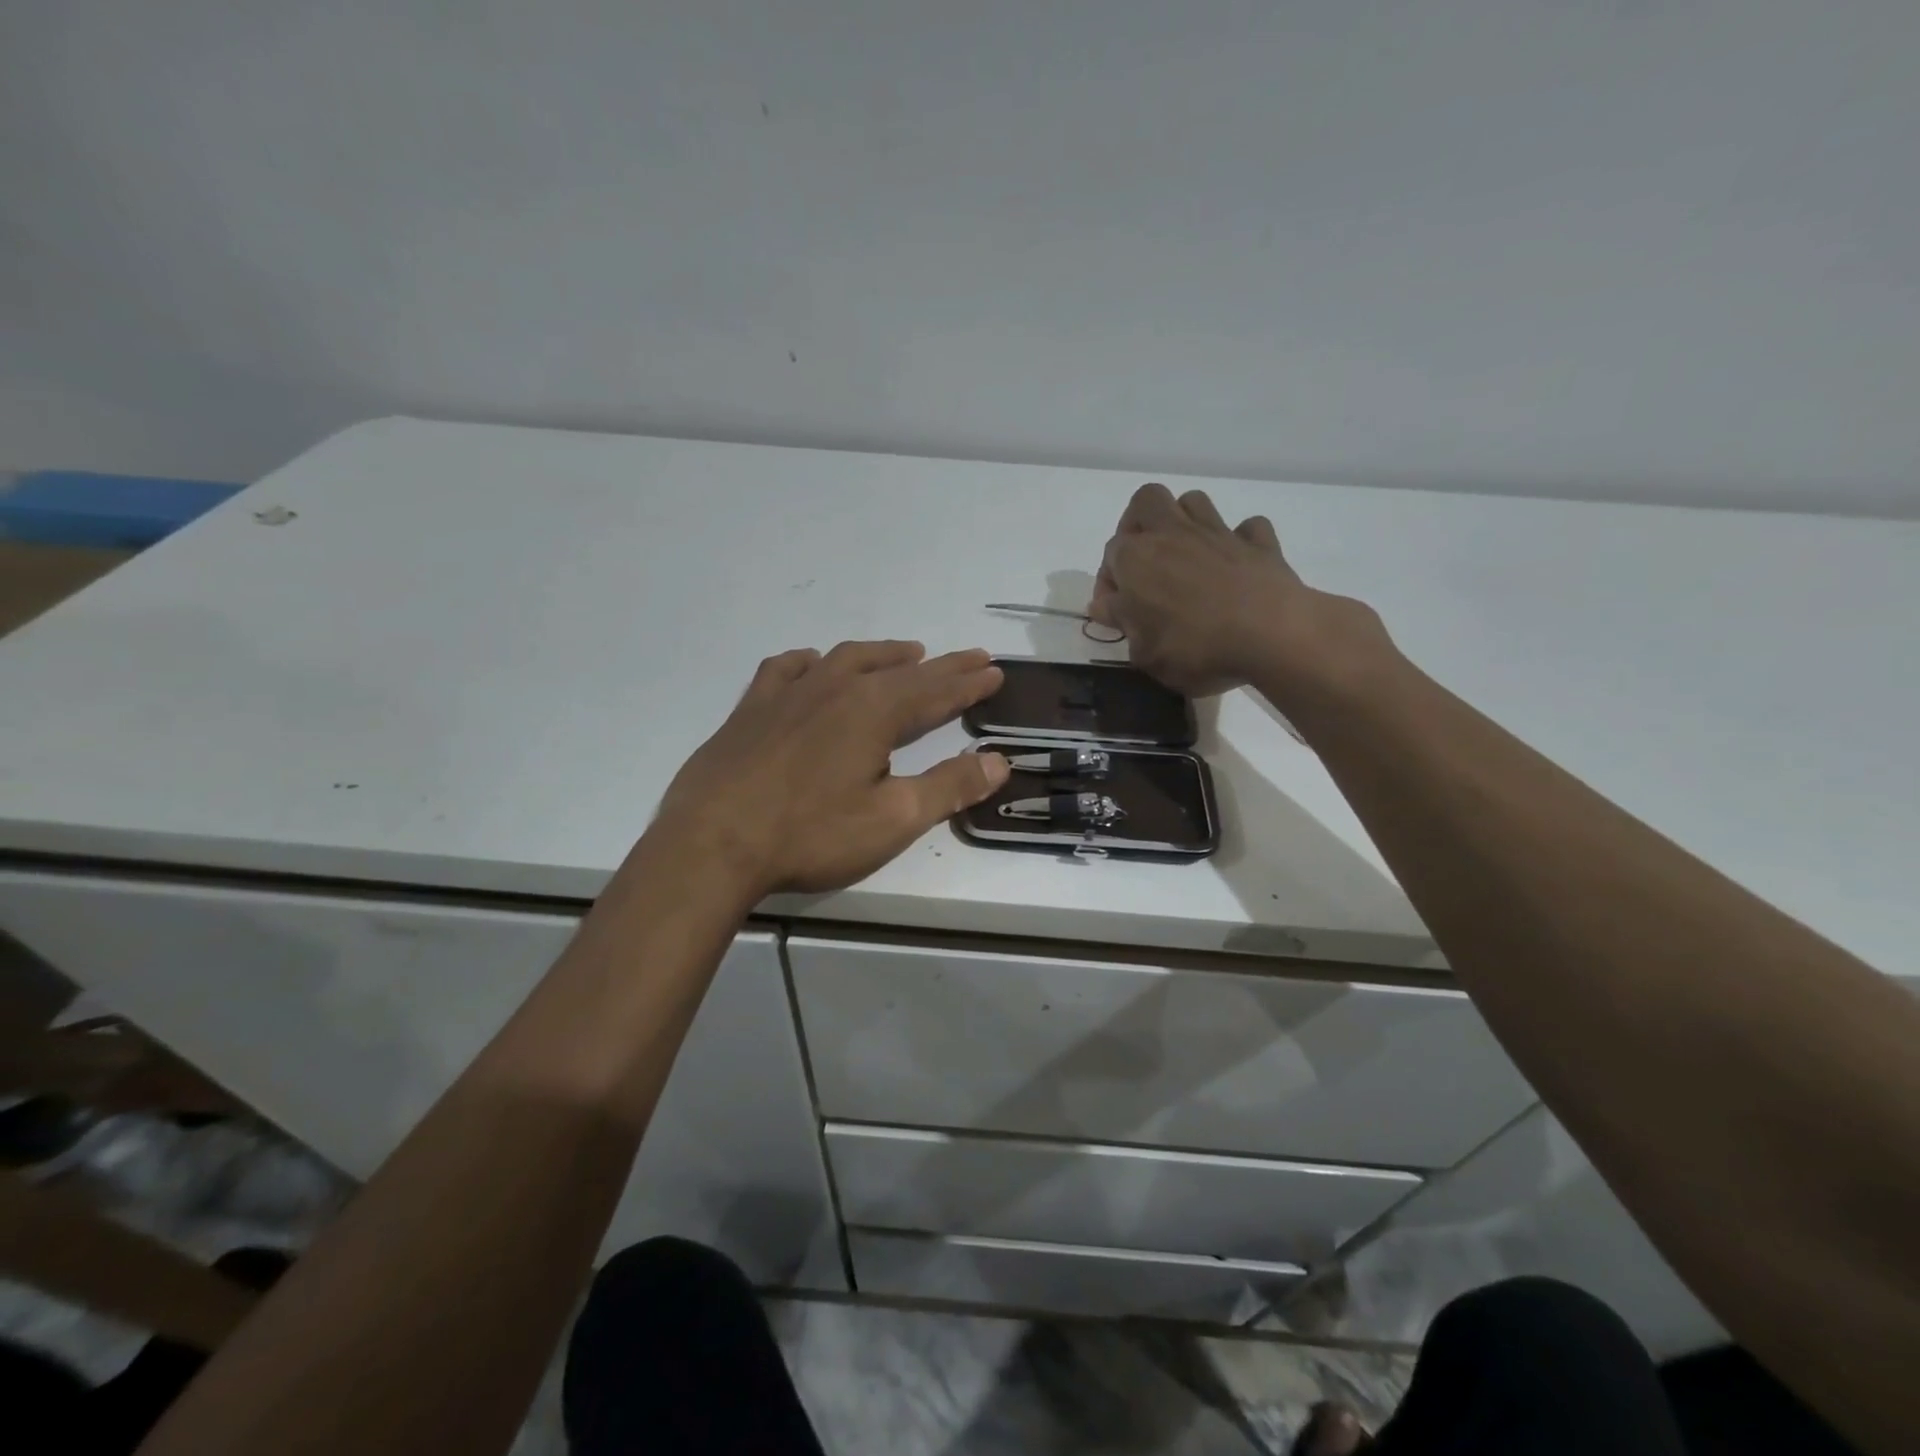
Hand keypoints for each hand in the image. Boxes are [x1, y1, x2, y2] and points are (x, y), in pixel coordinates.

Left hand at [650, 641, 1009, 897]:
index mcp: (873, 711)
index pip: (935, 690)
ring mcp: (788, 693)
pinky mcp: (751, 709)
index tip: (994, 670)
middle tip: (970, 658)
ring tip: (906, 654)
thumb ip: (949, 787)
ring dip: (883, 655)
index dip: (969, 682)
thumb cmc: (810, 835)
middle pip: (899, 670)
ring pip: (846, 659)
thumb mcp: (892, 819)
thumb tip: (999, 761)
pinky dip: (811, 662)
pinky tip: (814, 665)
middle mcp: (835, 688)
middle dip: (940, 666)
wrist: (711, 844)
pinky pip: (787, 668)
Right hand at [1089, 483, 1392, 704]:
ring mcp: (1218, 533)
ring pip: (1193, 501)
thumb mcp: (1144, 653)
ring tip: (1185, 556)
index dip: (1109, 582)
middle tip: (1143, 560)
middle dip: (1139, 523)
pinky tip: (1235, 564)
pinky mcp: (1259, 543)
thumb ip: (1123, 623)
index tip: (1116, 611)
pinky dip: (1239, 541)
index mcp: (1136, 559)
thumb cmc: (1195, 648)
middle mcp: (1172, 534)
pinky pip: (1246, 528)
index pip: (1110, 555)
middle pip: (1147, 501)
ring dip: (1184, 522)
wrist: (1272, 635)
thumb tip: (1107, 605)